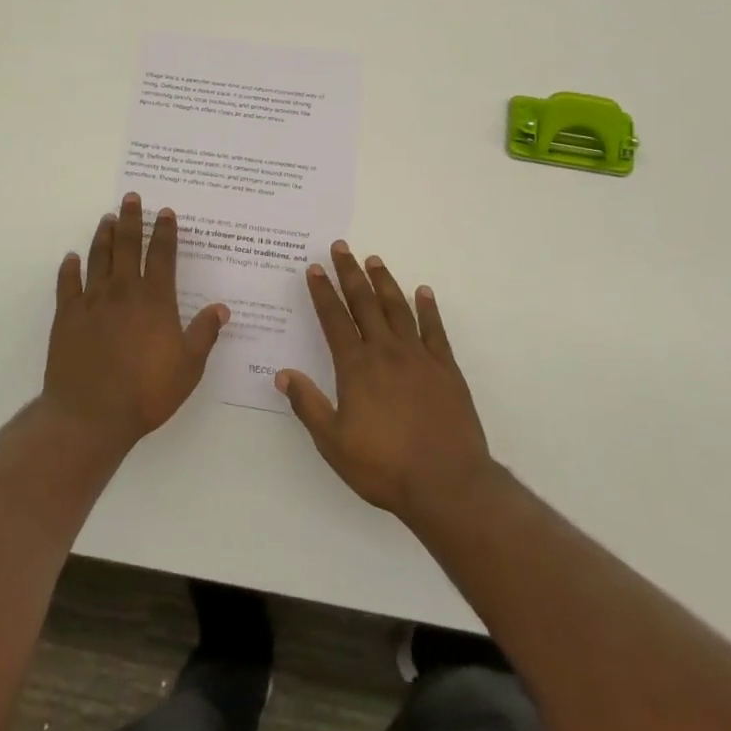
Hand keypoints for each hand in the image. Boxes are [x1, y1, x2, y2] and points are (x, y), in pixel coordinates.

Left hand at [42, 193, 229, 449]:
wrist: (91, 414)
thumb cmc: (146, 392)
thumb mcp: (188, 367)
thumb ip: (204, 334)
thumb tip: (221, 308)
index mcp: (154, 299)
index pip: (161, 255)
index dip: (164, 232)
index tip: (165, 212)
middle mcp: (123, 291)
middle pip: (127, 245)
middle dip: (131, 219)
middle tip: (131, 197)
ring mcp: (92, 301)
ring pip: (98, 257)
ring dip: (104, 235)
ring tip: (107, 218)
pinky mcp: (67, 315)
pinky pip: (68, 283)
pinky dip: (69, 268)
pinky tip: (71, 258)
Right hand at [277, 243, 493, 522]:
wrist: (447, 483)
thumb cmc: (384, 465)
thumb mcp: (333, 442)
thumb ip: (308, 405)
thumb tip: (282, 374)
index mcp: (356, 366)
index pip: (334, 319)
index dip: (323, 292)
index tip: (315, 268)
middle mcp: (385, 351)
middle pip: (364, 303)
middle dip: (350, 273)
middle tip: (342, 247)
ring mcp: (419, 357)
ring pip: (398, 308)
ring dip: (384, 282)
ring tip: (374, 259)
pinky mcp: (446, 369)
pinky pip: (435, 330)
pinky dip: (428, 308)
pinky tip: (423, 292)